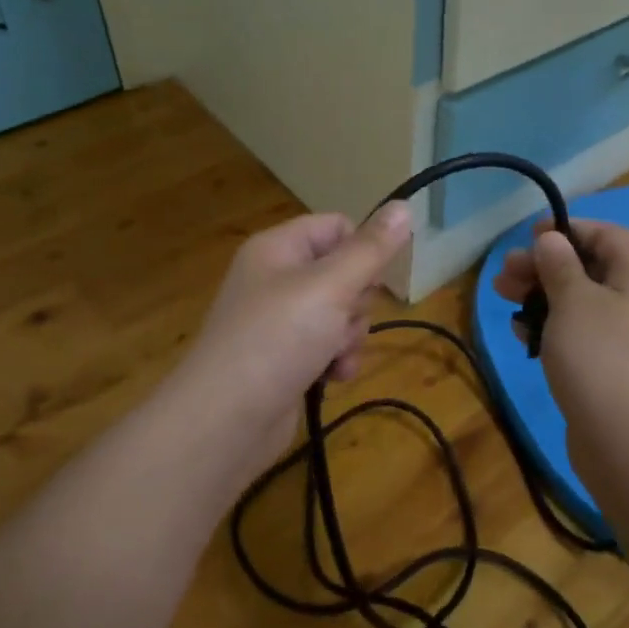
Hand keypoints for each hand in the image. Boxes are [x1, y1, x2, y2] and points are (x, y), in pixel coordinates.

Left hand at [173, 203, 411, 487]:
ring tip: (334, 357)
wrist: (225, 422)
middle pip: (344, 272)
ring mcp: (280, 321)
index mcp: (278, 248)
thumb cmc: (277, 339)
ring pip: (340, 313)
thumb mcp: (330, 287)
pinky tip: (332, 378)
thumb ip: (370, 250)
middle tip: (343, 322)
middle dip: (356, 303)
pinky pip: (327, 345)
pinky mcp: (285, 358)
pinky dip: (336, 360)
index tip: (371, 279)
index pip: (337, 226)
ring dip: (349, 336)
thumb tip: (403, 205)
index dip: (362, 249)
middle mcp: (276, 278)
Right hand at [492, 218, 628, 472]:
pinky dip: (554, 326)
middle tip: (505, 274)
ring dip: (542, 295)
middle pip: (591, 267)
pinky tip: (522, 332)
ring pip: (583, 301)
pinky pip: (584, 332)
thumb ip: (559, 264)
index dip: (567, 230)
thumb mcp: (572, 301)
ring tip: (503, 297)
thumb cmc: (600, 358)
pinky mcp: (618, 366)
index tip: (529, 239)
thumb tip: (552, 240)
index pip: (608, 234)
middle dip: (544, 266)